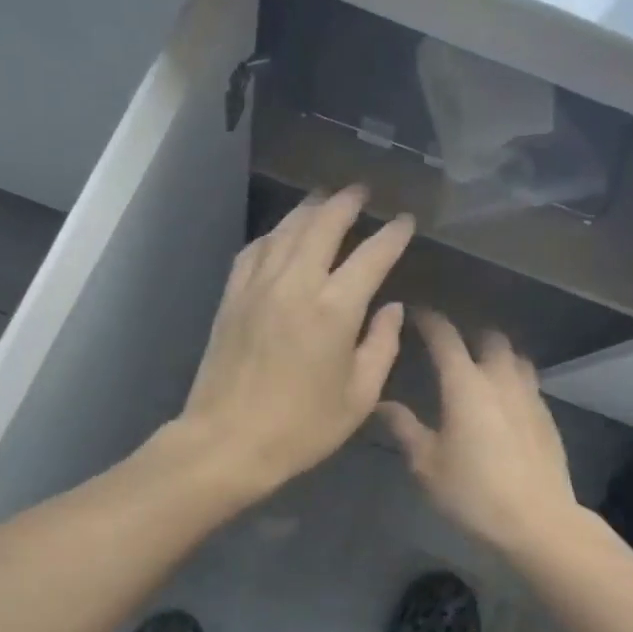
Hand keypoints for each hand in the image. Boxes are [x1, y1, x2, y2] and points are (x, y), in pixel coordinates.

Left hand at [178, 187, 414, 500]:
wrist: (227, 441)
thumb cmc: (301, 428)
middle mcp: (296, 283)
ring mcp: (258, 286)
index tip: (405, 221)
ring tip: (324, 199)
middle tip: (361, 190)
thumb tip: (392, 309)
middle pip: (323, 224)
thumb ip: (381, 346)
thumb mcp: (358, 397)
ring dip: (309, 209)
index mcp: (335, 309)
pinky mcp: (232, 297)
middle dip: (346, 202)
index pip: (372, 255)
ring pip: (286, 230)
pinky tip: (280, 235)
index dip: (392, 234)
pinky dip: (273, 235)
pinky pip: (254, 250)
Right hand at [377, 310, 578, 553]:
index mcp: (465, 385)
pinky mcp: (547, 416)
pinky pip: (528, 382)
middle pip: (489, 338)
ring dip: (496, 354)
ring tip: (479, 368)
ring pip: (515, 357)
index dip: (429, 320)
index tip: (415, 314)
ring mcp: (530, 396)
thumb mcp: (427, 464)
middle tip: (449, 346)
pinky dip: (512, 379)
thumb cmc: (473, 492)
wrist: (537, 521)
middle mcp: (500, 379)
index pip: (445, 337)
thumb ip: (404, 428)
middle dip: (469, 334)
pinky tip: (502, 402)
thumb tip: (381, 403)